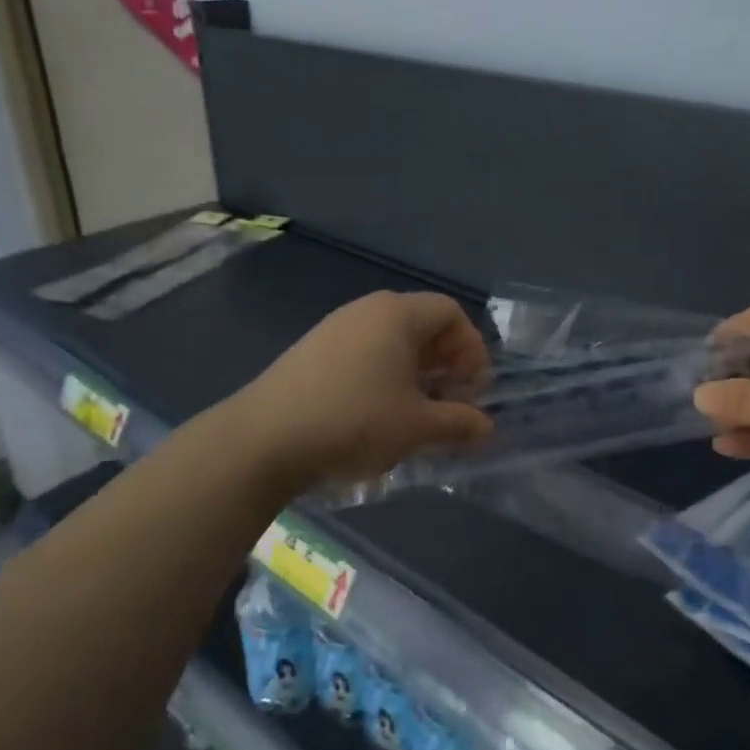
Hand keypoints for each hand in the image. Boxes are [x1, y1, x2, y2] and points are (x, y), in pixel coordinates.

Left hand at [235, 292, 493, 485]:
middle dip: (446, 363)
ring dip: (416, 374)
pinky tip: (378, 415)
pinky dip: (384, 377)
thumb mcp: (416, 427)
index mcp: (397, 314)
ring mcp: (334, 329)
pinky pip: (364, 355)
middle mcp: (366, 311)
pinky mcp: (312, 352)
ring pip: (391, 342)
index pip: (451, 312)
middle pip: (422, 325)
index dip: (472, 349)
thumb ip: (458, 423)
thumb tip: (486, 427)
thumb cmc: (354, 421)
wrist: (264, 438)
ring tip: (418, 413)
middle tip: (452, 403)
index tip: (474, 389)